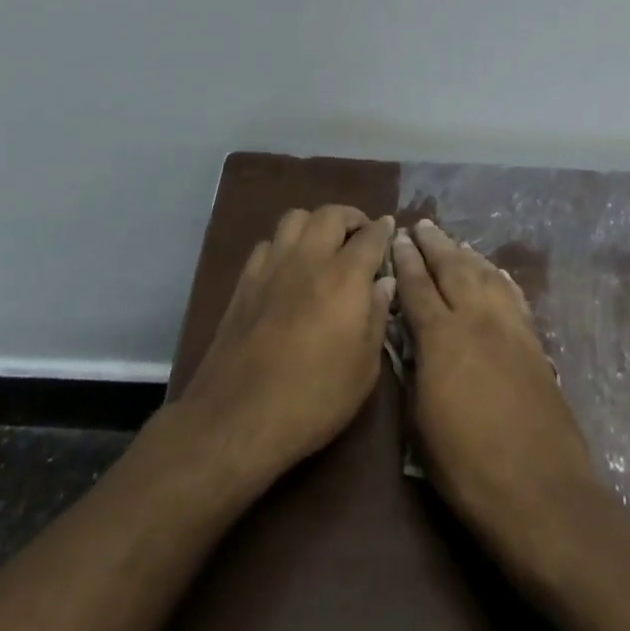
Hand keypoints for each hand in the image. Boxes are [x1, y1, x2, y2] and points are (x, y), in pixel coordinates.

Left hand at [178, 205, 395, 486]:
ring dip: (315, 223)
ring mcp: (272, 266)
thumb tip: (383, 284)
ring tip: (324, 244)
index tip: (390, 228)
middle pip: (330, 214)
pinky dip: (285, 245)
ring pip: (295, 218)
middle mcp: (308, 260)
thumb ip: (376, 318)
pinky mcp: (245, 281)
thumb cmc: (314, 399)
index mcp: (344, 278)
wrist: (239, 417)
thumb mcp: (364, 369)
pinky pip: (268, 243)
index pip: (370, 236)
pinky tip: (289, 267)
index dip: (383, 229)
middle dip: (351, 217)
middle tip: (361, 235)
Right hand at [392, 220, 598, 569]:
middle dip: (435, 245)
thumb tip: (410, 345)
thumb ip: (413, 374)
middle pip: (453, 268)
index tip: (397, 238)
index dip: (405, 260)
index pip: (418, 286)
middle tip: (421, 225)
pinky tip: (494, 273)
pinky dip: (499, 278)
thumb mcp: (420, 424)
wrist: (541, 493)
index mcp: (441, 338)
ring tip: (454, 242)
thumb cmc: (468, 468)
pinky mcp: (535, 344)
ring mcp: (511, 329)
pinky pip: (513, 296)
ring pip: (486, 275)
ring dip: (467, 254)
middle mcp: (477, 320)